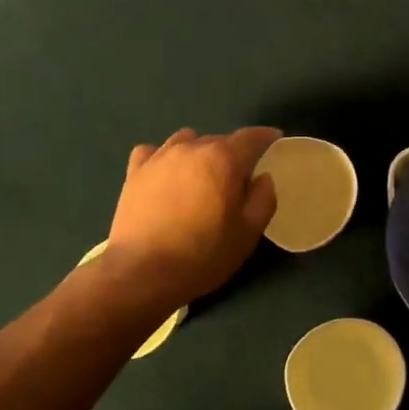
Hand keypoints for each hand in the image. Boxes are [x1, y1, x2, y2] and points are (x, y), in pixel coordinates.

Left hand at [105, 127, 279, 310]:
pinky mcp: (134, 173)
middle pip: (218, 139)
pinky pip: (152, 152)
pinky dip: (163, 157)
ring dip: (199, 151)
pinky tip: (165, 174)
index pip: (250, 137)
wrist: (142, 272)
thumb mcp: (248, 233)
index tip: (274, 140)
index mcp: (223, 159)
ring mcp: (158, 158)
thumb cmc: (203, 254)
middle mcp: (191, 148)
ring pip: (186, 141)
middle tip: (238, 178)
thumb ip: (263, 199)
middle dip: (233, 152)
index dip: (266, 137)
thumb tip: (262, 178)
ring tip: (201, 174)